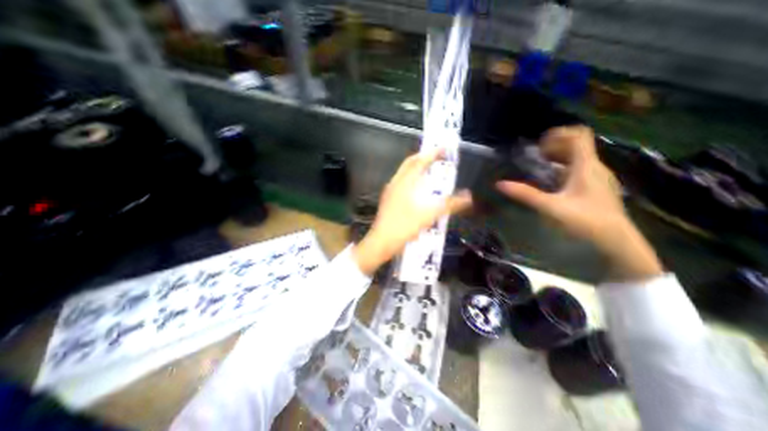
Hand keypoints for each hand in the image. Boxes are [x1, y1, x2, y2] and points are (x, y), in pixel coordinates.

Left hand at [353, 150, 474, 274]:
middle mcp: (395, 183)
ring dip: (417, 168)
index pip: (419, 161)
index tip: (444, 148)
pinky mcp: (388, 200)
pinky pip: (401, 182)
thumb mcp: (429, 215)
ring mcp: (390, 191)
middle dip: (423, 157)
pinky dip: (412, 179)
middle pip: (409, 164)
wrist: (381, 242)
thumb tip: (468, 196)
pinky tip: (418, 189)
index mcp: (404, 182)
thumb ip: (449, 204)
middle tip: (437, 157)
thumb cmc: (404, 226)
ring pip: (404, 173)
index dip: (432, 153)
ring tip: (429, 170)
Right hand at [495, 126, 663, 281]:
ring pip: (577, 158)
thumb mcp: (551, 207)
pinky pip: (578, 169)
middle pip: (576, 145)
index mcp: (587, 166)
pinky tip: (550, 182)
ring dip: (558, 158)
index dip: (558, 134)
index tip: (538, 145)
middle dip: (554, 146)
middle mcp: (595, 167)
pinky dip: (562, 169)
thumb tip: (500, 184)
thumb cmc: (585, 222)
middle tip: (534, 156)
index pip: (578, 135)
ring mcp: (597, 178)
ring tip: (539, 166)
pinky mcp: (595, 188)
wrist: (617, 242)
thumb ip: (525, 194)